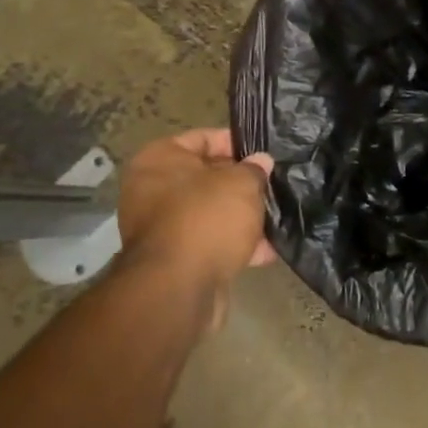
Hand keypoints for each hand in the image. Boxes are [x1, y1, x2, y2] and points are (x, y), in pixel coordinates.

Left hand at [116, 129, 276, 306]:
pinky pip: (209, 243)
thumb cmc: (207, 217)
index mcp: (159, 160)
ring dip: (241, 217)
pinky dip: (234, 245)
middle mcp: (152, 191)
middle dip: (242, 184)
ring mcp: (161, 228)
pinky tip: (267, 251)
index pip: (202, 139)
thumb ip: (254, 169)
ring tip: (276, 219)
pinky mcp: (173, 261)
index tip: (264, 153)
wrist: (178, 288)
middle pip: (206, 178)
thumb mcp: (242, 183)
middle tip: (273, 185)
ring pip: (210, 213)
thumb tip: (261, 163)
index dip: (236, 143)